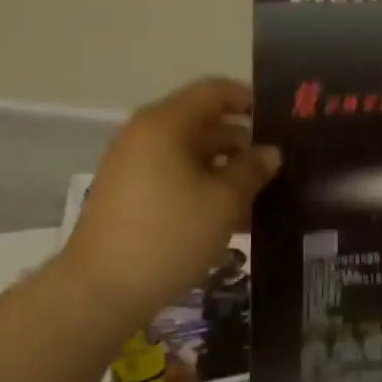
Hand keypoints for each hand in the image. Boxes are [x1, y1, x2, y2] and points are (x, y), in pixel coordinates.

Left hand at [61, 77, 279, 323]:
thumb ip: (252, 170)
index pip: (214, 91)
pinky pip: (172, 176)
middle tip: (278, 165)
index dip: (249, 100)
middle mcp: (145, 134)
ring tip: (260, 195)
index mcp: (166, 123)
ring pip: (189, 153)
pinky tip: (229, 217)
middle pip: (202, 122)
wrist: (101, 290)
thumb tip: (270, 152)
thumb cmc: (170, 235)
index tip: (280, 123)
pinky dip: (201, 186)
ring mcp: (131, 164)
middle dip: (241, 142)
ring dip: (224, 169)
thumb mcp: (224, 201)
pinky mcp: (127, 193)